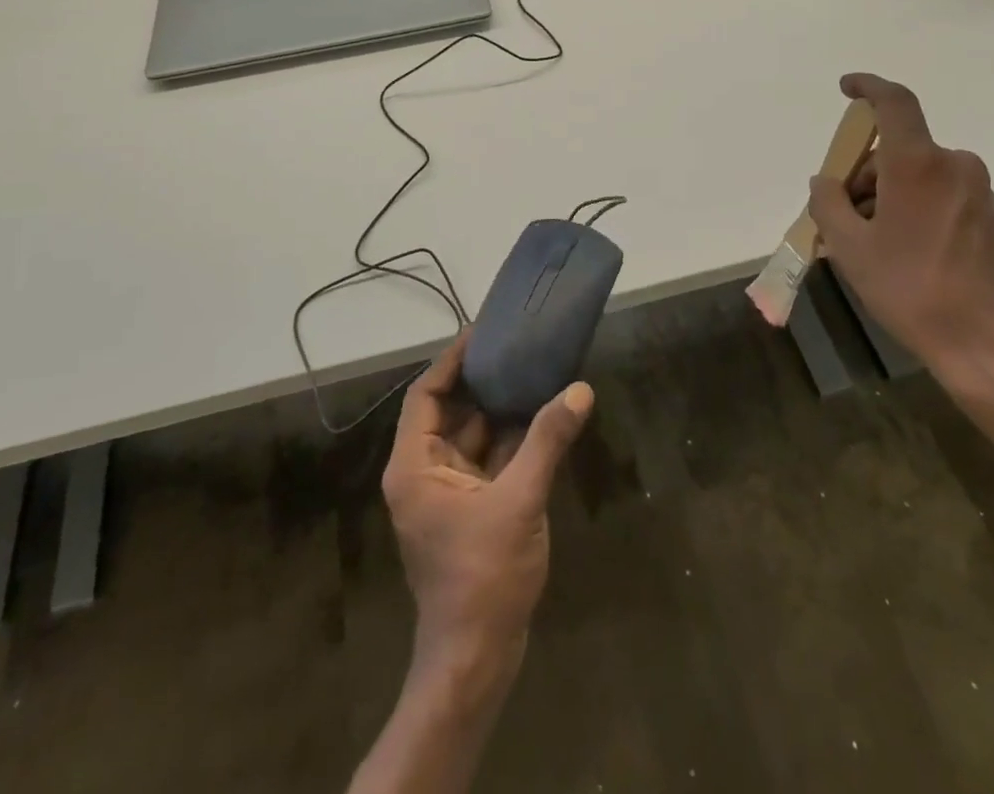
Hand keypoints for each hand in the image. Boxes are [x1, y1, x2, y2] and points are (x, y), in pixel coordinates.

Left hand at [381, 332, 593, 672]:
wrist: (476, 660)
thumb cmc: (484, 576)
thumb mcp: (519, 500)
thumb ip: (547, 441)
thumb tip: (578, 390)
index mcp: (415, 464)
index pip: (425, 394)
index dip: (451, 361)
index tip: (481, 333)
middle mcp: (424, 471)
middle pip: (449, 411)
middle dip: (481, 382)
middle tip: (515, 347)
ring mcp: (446, 493)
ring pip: (471, 436)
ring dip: (499, 410)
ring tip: (532, 371)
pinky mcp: (468, 510)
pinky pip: (486, 461)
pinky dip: (509, 441)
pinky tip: (540, 419)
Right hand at [807, 73, 993, 399]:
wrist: (993, 348)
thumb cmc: (912, 291)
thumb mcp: (850, 249)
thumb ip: (828, 204)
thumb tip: (825, 181)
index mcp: (918, 164)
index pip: (895, 103)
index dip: (868, 87)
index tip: (846, 86)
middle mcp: (953, 166)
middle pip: (895, 150)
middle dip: (861, 174)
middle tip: (837, 217)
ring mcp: (976, 192)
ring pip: (914, 175)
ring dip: (883, 196)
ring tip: (864, 246)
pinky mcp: (988, 217)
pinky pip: (935, 194)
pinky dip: (907, 208)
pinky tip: (895, 252)